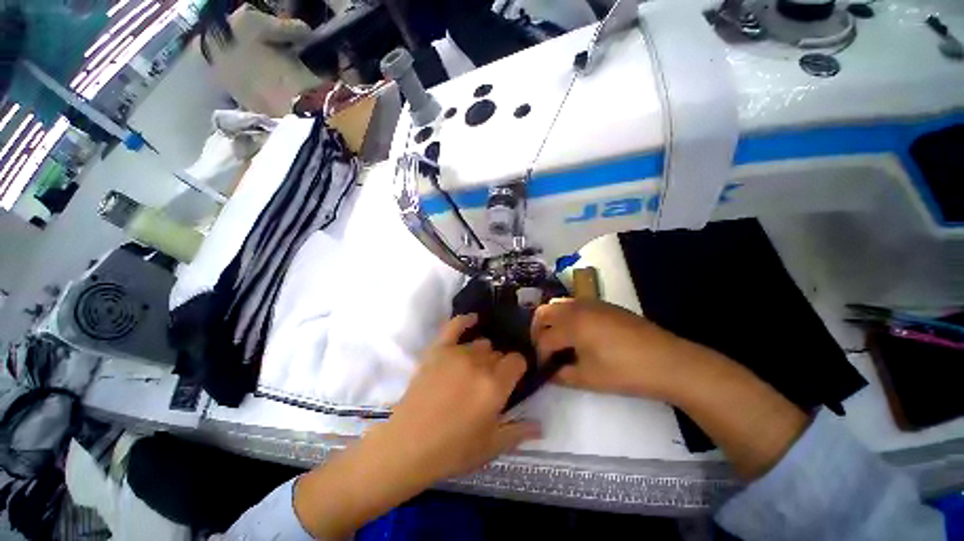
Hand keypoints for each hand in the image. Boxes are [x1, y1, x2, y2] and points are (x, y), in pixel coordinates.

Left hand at [294, 315, 539, 537]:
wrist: (408, 445)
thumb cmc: (453, 450)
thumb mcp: (491, 446)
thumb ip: (518, 432)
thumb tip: (541, 426)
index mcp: (496, 385)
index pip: (517, 361)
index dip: (518, 369)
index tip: (512, 379)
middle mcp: (479, 363)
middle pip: (498, 352)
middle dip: (499, 364)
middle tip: (490, 381)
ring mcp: (457, 352)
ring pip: (481, 342)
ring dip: (483, 353)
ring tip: (476, 367)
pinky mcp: (438, 349)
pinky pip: (454, 325)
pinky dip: (465, 321)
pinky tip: (473, 320)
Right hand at [531, 298, 695, 399]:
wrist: (667, 361)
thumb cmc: (625, 371)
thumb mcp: (589, 379)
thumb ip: (562, 375)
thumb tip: (548, 374)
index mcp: (571, 325)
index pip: (544, 339)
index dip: (539, 356)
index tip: (542, 369)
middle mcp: (576, 308)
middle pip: (543, 313)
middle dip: (537, 331)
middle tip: (543, 350)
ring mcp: (590, 303)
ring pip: (558, 305)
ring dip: (551, 321)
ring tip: (558, 341)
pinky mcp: (603, 304)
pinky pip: (574, 305)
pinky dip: (567, 317)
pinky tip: (578, 334)